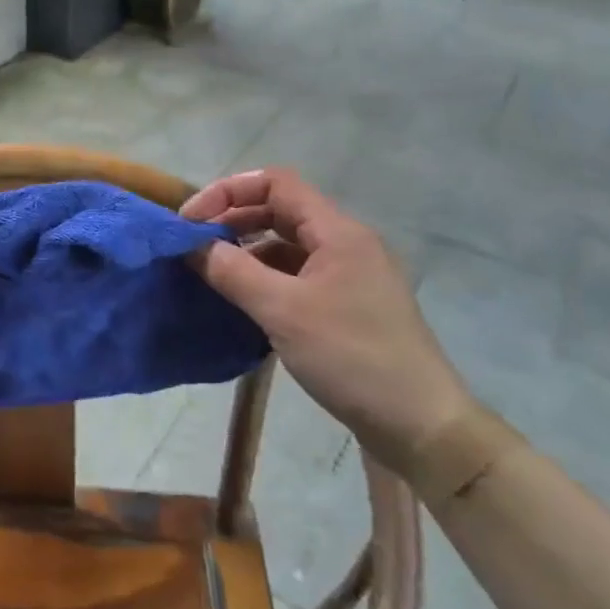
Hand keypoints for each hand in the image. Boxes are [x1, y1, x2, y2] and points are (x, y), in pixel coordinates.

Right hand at [183, 168, 471, 464]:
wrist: (419, 425)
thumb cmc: (352, 357)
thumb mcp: (283, 311)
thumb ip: (233, 271)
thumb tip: (191, 245)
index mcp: (338, 233)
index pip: (276, 184)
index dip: (228, 191)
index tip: (190, 221)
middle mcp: (345, 245)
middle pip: (280, 211)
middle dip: (232, 220)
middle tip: (192, 246)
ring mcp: (348, 277)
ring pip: (286, 246)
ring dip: (245, 252)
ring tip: (209, 274)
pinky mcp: (346, 307)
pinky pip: (296, 277)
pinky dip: (263, 279)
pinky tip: (241, 302)